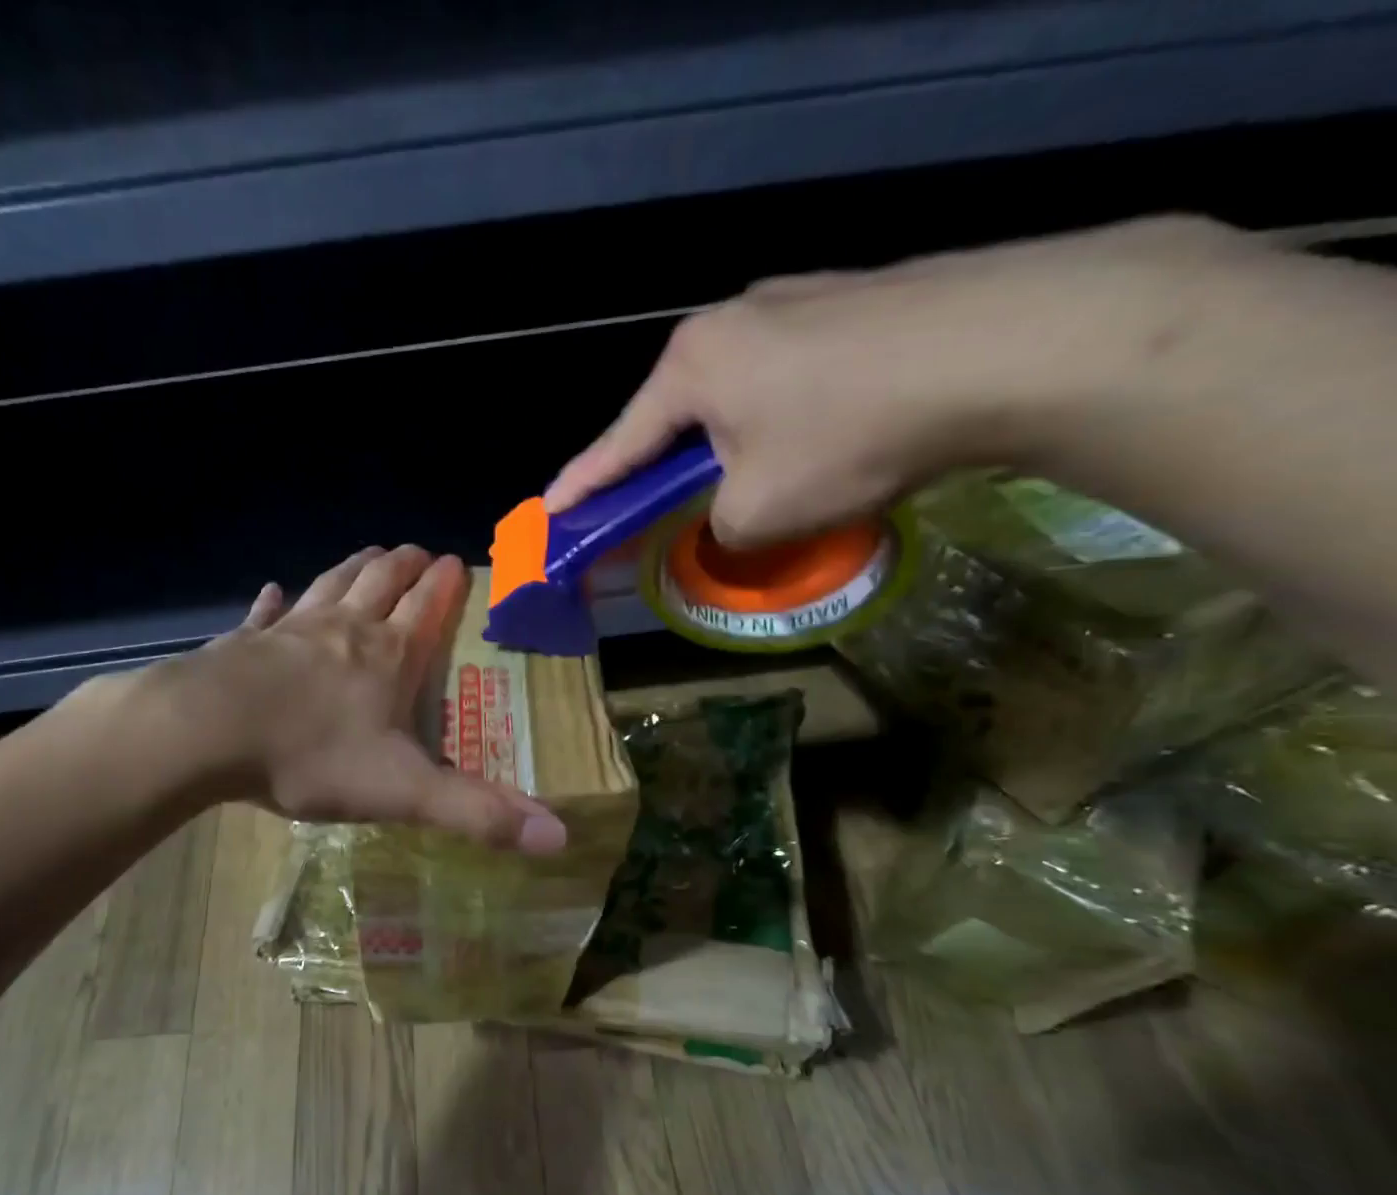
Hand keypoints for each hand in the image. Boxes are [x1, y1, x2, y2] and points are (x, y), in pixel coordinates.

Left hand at [168, 545, 568, 853]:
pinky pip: (265, 613)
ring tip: (369, 553)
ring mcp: (290, 630)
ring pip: (331, 585)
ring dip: (353, 567)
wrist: (208, 734)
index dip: (445, 585)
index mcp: (387, 657)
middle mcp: (344, 630)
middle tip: (417, 550)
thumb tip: (558, 839)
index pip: (427, 608)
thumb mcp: (404, 792)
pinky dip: (274, 601)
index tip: (456, 561)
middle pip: (380, 582)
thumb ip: (477, 814)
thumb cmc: (311, 756)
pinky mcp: (244, 643)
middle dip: (403, 565)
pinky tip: (273, 591)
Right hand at [542, 216, 1268, 547]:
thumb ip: (716, 527)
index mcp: (691, 366)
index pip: (618, 444)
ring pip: (736, 394)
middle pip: (676, 414)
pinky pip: (789, 375)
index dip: (582, 487)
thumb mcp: (759, 511)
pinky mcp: (851, 302)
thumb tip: (727, 520)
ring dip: (730, 443)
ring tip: (753, 482)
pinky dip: (782, 418)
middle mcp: (731, 321)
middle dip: (665, 466)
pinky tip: (816, 440)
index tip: (550, 513)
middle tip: (656, 510)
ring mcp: (795, 301)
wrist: (1009, 344)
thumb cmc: (850, 435)